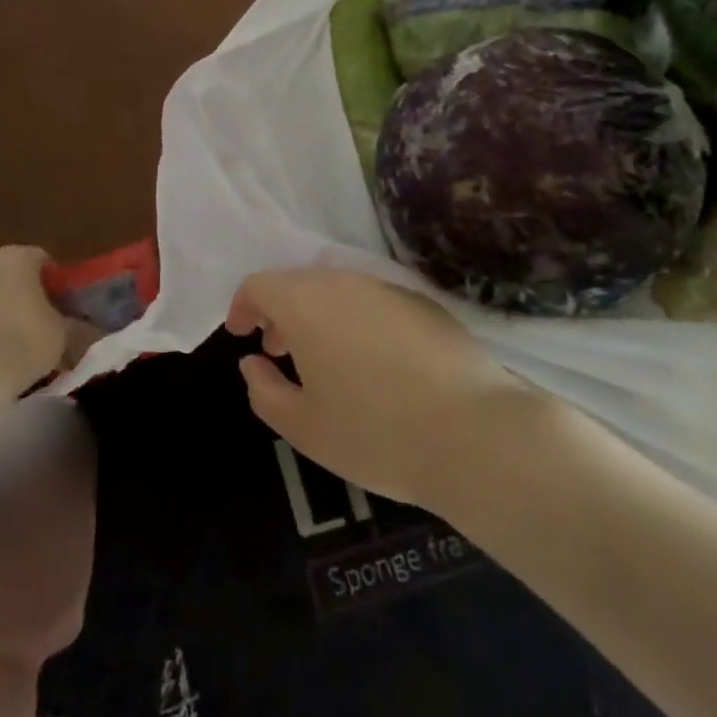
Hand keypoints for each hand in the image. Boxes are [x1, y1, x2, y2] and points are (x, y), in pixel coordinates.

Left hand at [0, 247, 98, 419]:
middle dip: (35, 298)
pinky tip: (5, 355)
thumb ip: (75, 323)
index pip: (46, 261)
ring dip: (13, 315)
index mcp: (17, 256)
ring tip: (29, 346)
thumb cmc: (25, 341)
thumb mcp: (64, 333)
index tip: (69, 309)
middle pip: (20, 277)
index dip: (60, 284)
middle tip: (52, 326)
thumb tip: (83, 326)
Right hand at [227, 267, 535, 509]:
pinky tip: (373, 363)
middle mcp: (344, 282)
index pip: (259, 284)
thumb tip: (252, 363)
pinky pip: (373, 301)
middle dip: (281, 312)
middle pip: (299, 283)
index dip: (243, 306)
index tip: (241, 334)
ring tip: (325, 360)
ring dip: (319, 315)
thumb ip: (264, 391)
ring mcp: (387, 288)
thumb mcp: (304, 427)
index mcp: (305, 303)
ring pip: (338, 290)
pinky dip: (356, 320)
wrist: (475, 433)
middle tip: (279, 351)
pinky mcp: (423, 303)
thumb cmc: (375, 432)